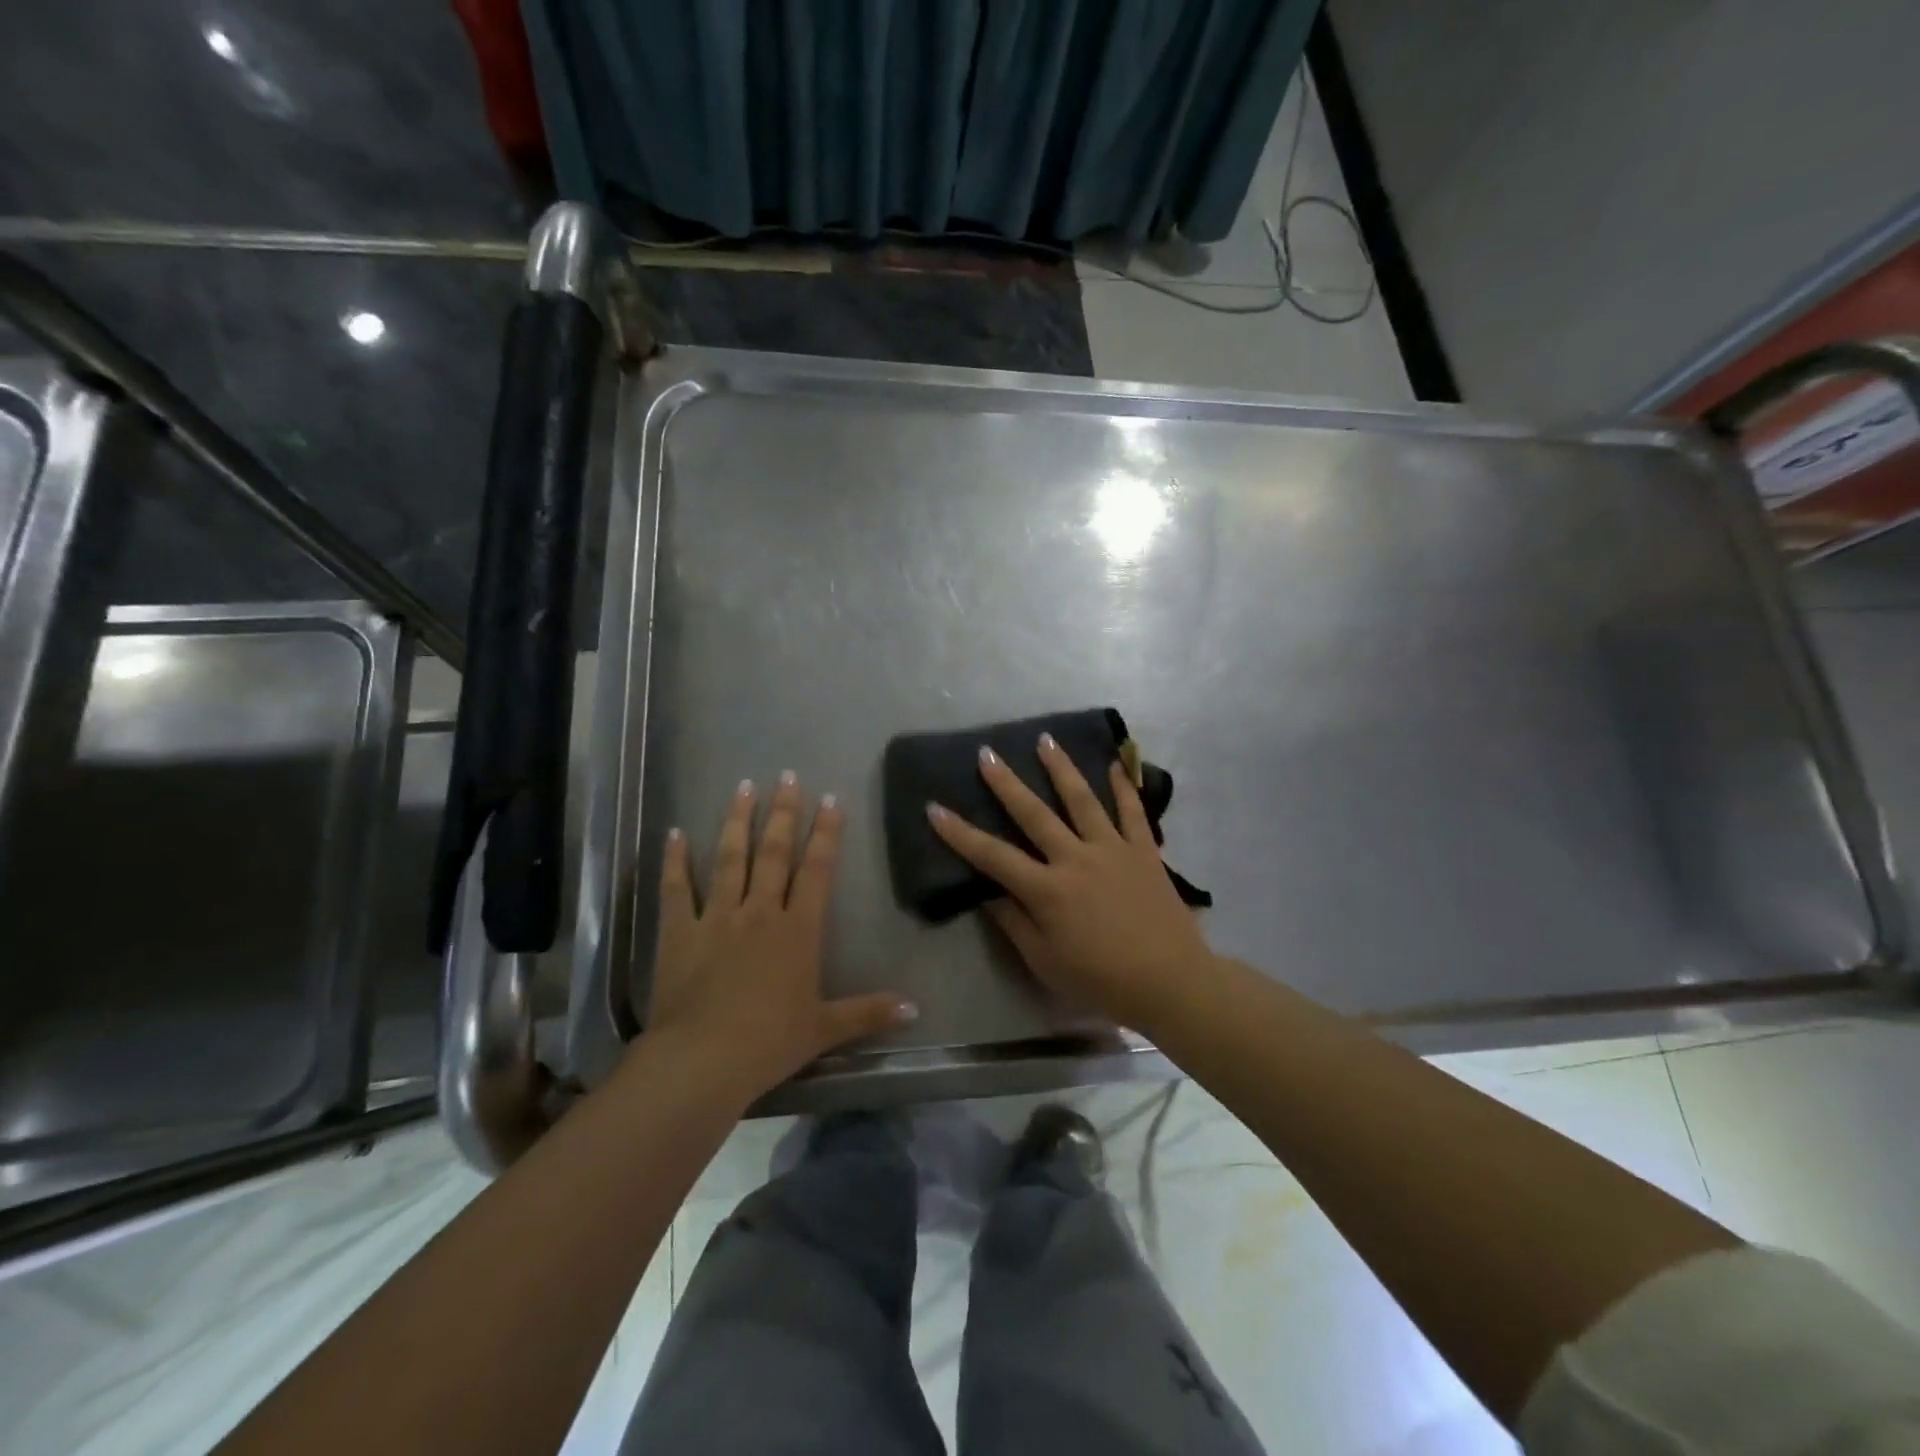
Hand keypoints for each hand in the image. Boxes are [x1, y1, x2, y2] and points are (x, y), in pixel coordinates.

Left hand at [644, 773, 914, 1105]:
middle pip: (775, 852)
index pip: (817, 870)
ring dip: (737, 821)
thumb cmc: (770, 1042)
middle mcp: (760, 912)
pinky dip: (675, 860)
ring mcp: (718, 917)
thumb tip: (915, 1009)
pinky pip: (678, 889)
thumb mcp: (825, 1029)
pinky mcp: (680, 932)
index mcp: (798, 930)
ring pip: (730, 858)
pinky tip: (674, 834)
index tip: (829, 799)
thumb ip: (869, 1012)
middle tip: (787, 776)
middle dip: (783, 812)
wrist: (703, 1060)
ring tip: (743, 787)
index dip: (826, 833)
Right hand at [926, 734, 1213, 1027]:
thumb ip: (1014, 923)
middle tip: (987, 753)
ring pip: (1082, 800)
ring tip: (1045, 739)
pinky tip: (1115, 764)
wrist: (1170, 982)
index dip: (960, 834)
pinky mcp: (1144, 851)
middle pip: (1034, 814)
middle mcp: (1076, 859)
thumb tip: (986, 893)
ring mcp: (1113, 850)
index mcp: (1047, 890)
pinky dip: (1124, 786)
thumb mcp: (1045, 961)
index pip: (993, 856)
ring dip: (1061, 768)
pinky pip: (1132, 812)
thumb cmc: (1101, 979)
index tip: (935, 808)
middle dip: (1006, 783)